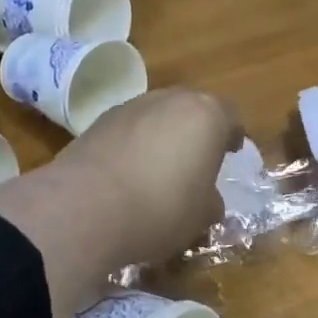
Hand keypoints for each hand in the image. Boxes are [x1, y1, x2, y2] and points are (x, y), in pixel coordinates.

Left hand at [54, 88, 242, 268]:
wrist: (84, 207)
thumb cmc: (161, 208)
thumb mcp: (200, 216)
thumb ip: (210, 202)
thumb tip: (209, 201)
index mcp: (205, 115)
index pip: (230, 117)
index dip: (233, 135)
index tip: (232, 151)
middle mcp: (169, 100)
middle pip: (190, 109)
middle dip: (196, 131)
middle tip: (197, 158)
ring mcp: (129, 107)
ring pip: (156, 117)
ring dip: (162, 136)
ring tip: (159, 169)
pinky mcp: (96, 123)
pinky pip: (127, 131)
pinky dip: (133, 146)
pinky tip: (128, 174)